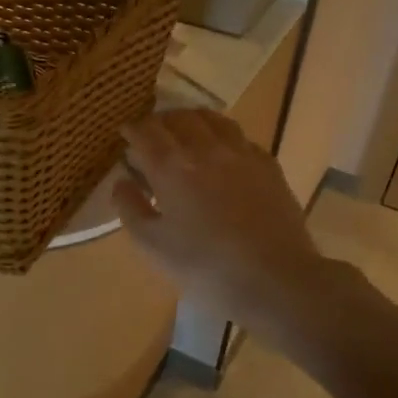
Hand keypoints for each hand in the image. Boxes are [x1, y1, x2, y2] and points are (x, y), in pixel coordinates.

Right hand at [114, 109, 335, 336]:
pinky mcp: (269, 166)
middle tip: (152, 134)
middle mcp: (206, 149)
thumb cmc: (204, 266)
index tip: (125, 134)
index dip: (132, 129)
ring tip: (186, 131)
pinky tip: (223, 151)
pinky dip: (224, 136)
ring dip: (193, 120)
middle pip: (180, 118)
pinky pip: (241, 138)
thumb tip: (121, 182)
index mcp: (172, 167)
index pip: (146, 132)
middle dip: (161, 121)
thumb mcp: (152, 245)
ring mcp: (242, 154)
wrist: (275, 279)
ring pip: (214, 120)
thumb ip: (130, 208)